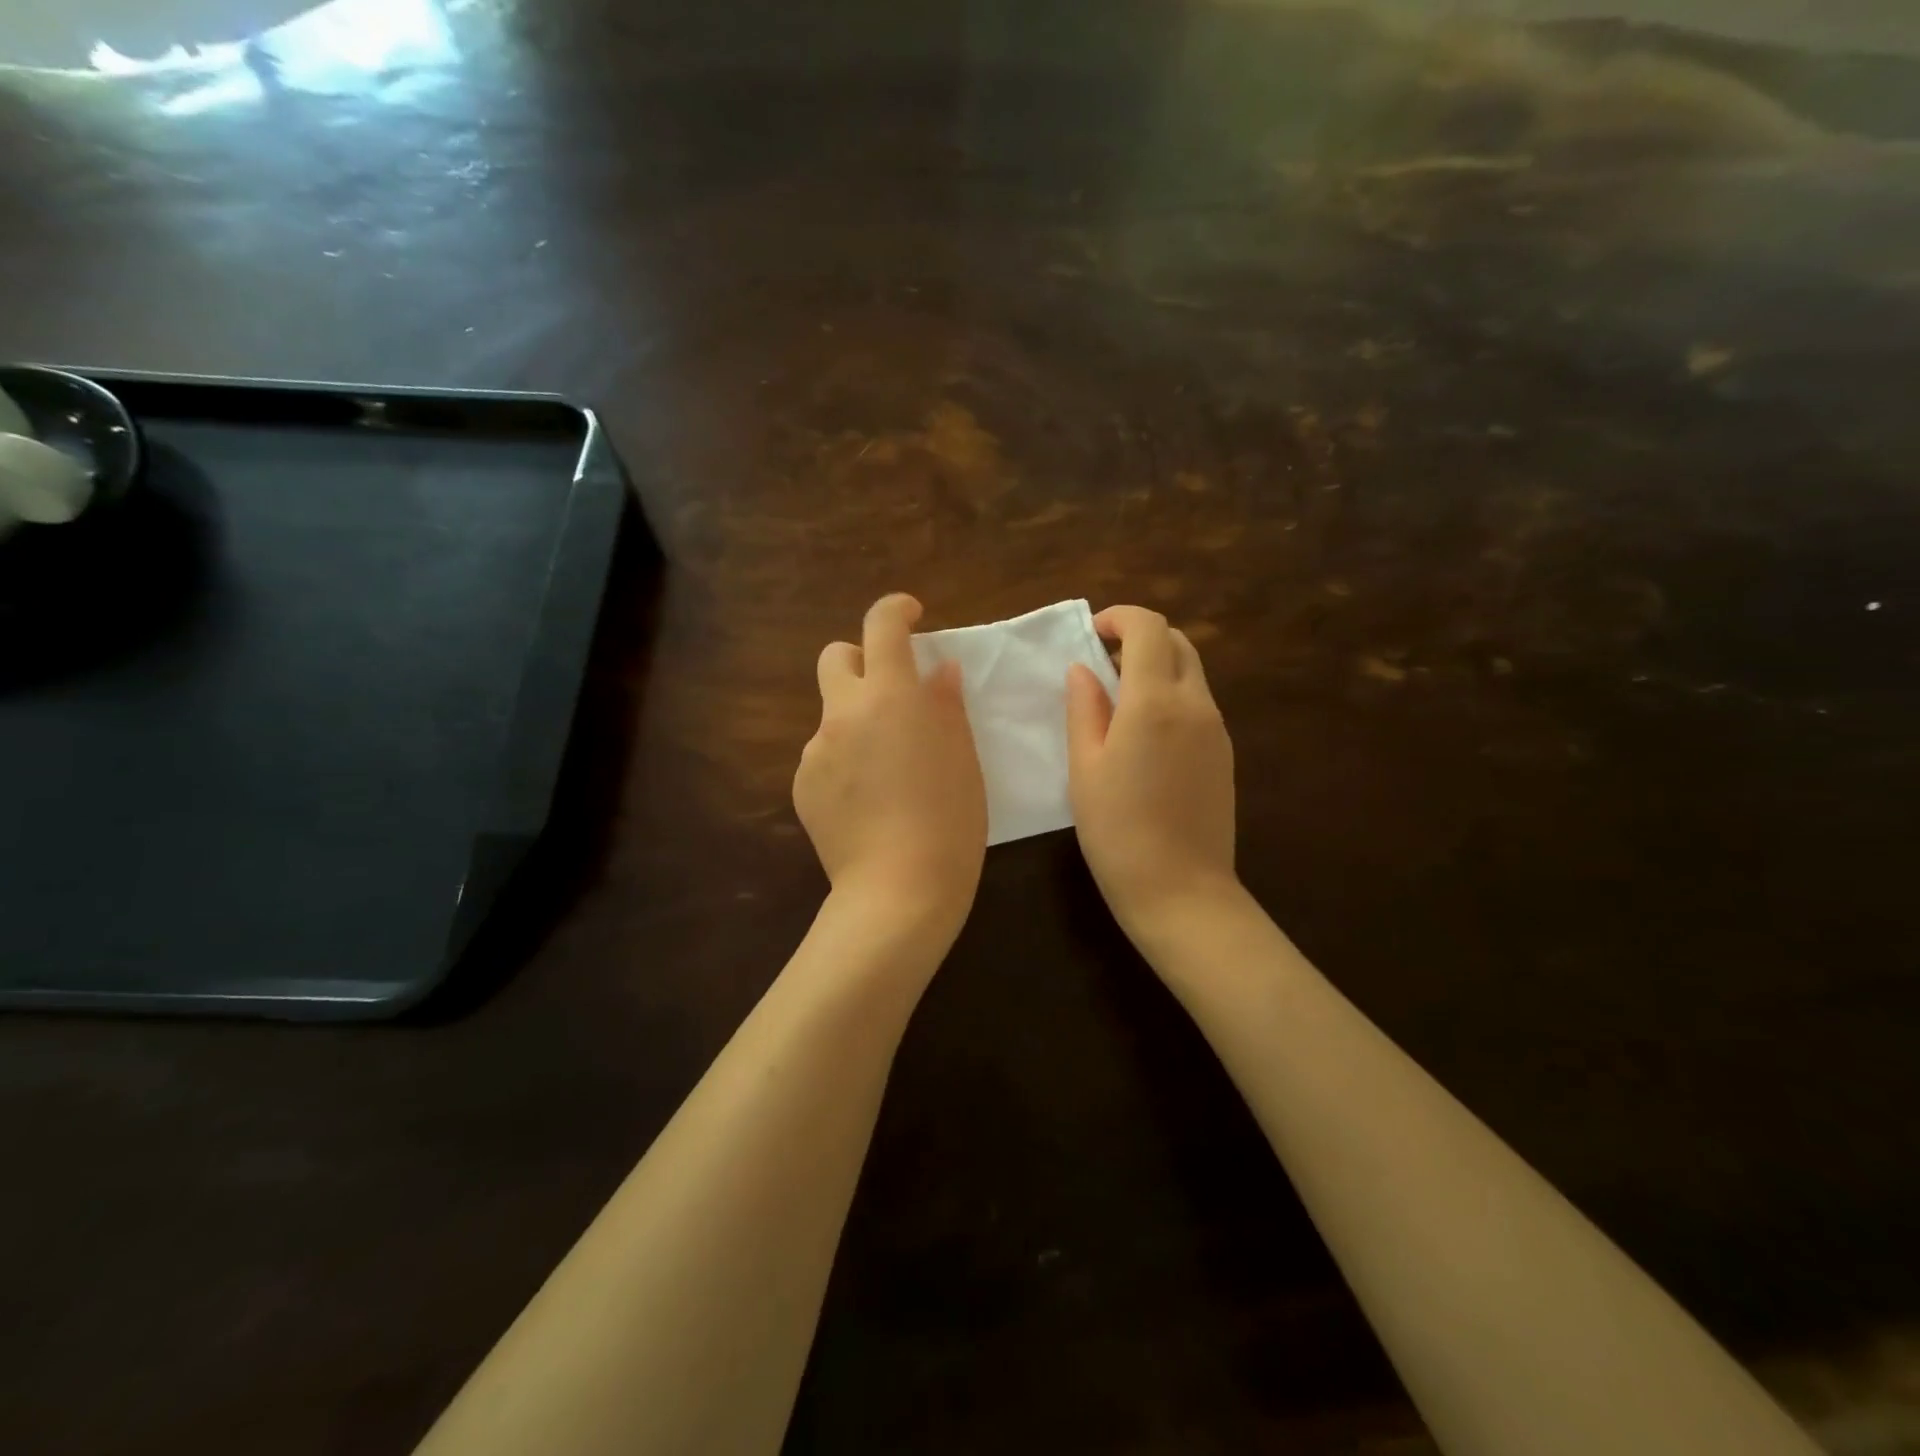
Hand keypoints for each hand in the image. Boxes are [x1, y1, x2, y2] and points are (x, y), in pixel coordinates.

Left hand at [795, 594, 986, 930]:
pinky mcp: (801, 785)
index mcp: (891, 697)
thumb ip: (946, 704)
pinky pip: (822, 756)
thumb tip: (936, 671)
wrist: (898, 890)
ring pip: (832, 715)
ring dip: (856, 721)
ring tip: (886, 769)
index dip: (896, 609)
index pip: (882, 626)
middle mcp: (844, 713)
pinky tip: (865, 801)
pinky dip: (843, 761)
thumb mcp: (963, 758)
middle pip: (836, 658)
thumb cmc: (949, 821)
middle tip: (891, 691)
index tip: (912, 616)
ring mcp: (815, 750)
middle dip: (861, 660)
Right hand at [1066, 606, 1236, 937]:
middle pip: (1178, 642)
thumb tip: (1084, 669)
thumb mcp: (1084, 768)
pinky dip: (1171, 695)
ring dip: (1157, 667)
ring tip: (1118, 700)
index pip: (1149, 627)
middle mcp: (1195, 704)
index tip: (1092, 634)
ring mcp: (1217, 729)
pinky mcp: (1225, 753)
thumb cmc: (1117, 831)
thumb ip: (1084, 708)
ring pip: (1191, 672)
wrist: (1181, 891)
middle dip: (1140, 638)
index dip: (1120, 617)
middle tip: (1102, 664)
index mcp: (1155, 701)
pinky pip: (1198, 704)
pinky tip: (1144, 734)